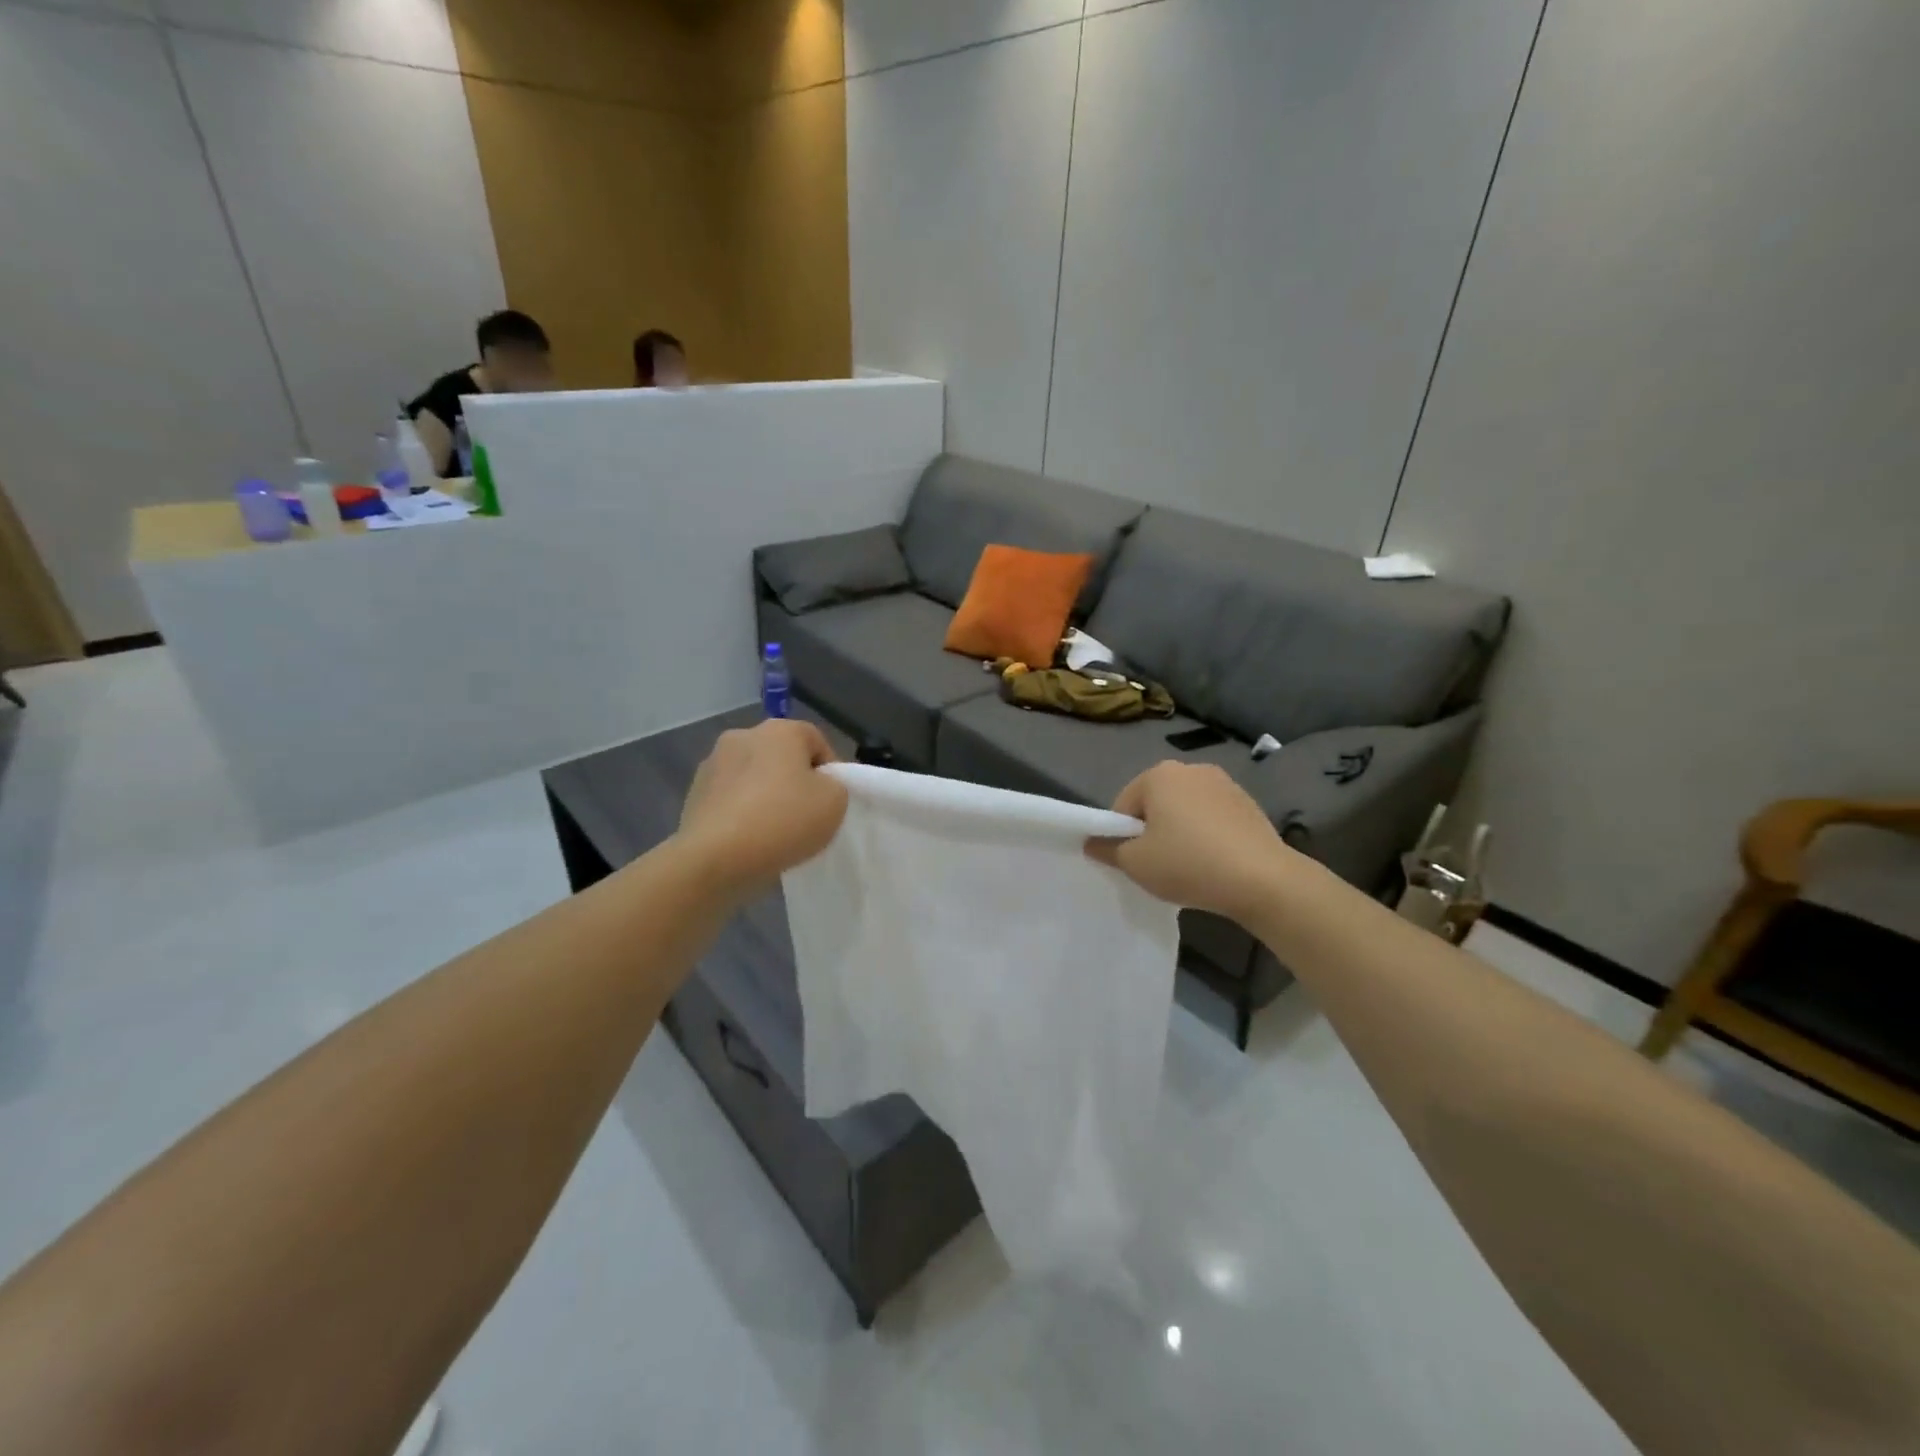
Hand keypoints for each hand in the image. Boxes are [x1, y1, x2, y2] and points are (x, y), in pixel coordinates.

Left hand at [677, 720, 846, 898]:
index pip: (816, 740)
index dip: (830, 770)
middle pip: (781, 756)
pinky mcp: (693, 793)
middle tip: (806, 814)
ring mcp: (712, 764)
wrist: (715, 858)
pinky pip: (731, 798)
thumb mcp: (835, 802)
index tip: (832, 800)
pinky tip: (750, 839)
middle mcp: (742, 736)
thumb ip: (835, 785)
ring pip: (753, 777)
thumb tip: (817, 786)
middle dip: (794, 780)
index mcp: (779, 730)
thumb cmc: (783, 821)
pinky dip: (742, 812)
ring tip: (775, 831)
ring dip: (765, 795)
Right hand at [1085, 761, 1292, 922]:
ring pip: (1185, 810)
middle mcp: (1190, 768)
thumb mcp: (1135, 863)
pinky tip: (1214, 862)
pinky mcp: (1248, 802)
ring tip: (1189, 866)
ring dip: (1180, 832)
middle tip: (1159, 865)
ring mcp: (1224, 783)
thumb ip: (1107, 850)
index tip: (1134, 862)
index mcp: (1158, 774)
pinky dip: (1206, 834)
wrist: (1263, 880)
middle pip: (1155, 803)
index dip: (1121, 836)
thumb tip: (1092, 843)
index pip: (1123, 806)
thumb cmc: (1189, 864)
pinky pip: (1212, 817)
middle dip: (1152, 831)